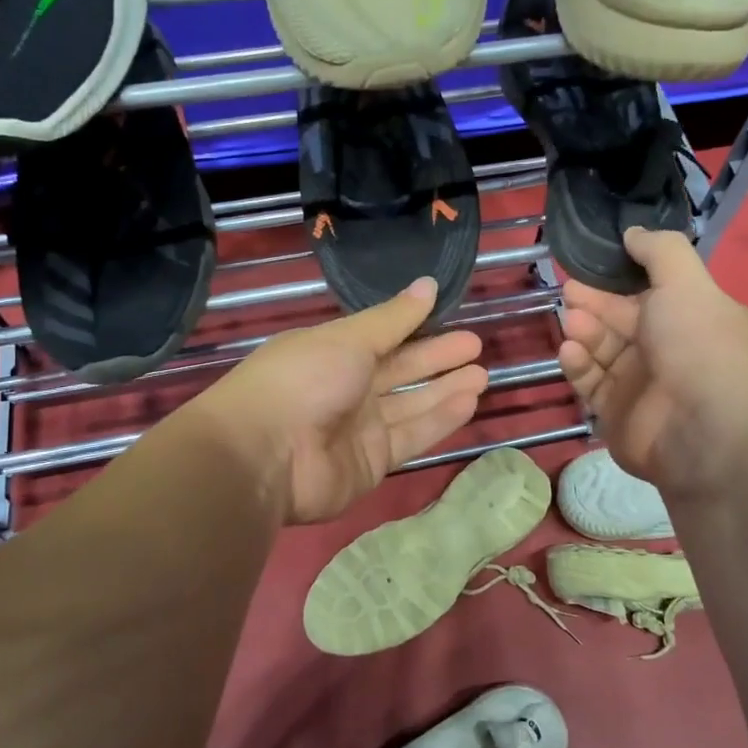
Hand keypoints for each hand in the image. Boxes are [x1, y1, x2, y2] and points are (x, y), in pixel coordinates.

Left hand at [201, 277, 489, 523]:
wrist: (265, 455)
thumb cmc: (304, 379)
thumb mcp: (349, 338)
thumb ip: (394, 318)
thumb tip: (429, 284)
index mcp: (332, 352)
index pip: (381, 336)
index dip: (415, 326)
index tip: (449, 314)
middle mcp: (345, 388)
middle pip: (399, 370)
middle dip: (436, 358)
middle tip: (476, 346)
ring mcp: (358, 428)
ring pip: (411, 404)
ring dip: (445, 389)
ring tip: (482, 374)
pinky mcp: (372, 463)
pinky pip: (411, 436)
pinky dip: (439, 420)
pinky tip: (469, 402)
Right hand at [558, 228, 747, 499]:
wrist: (704, 428)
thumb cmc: (699, 345)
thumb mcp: (686, 282)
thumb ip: (659, 250)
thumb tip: (633, 232)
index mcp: (690, 318)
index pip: (647, 293)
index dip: (616, 279)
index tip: (586, 267)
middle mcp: (666, 351)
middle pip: (619, 321)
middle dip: (593, 304)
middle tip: (568, 292)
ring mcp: (640, 385)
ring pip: (602, 351)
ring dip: (584, 332)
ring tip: (572, 323)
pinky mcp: (616, 414)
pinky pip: (591, 383)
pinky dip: (579, 365)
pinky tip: (571, 351)